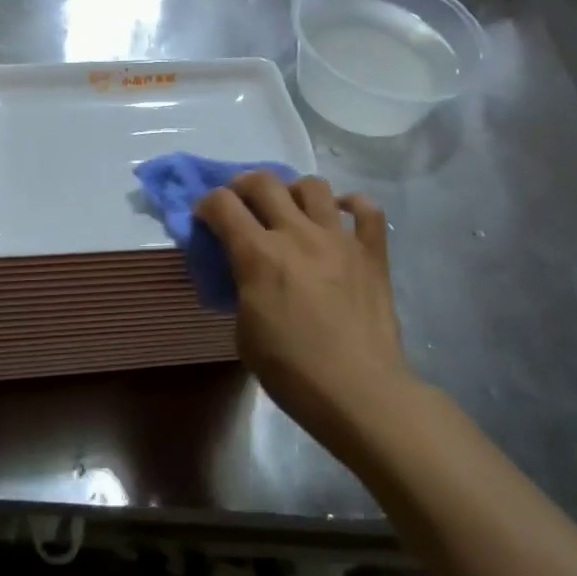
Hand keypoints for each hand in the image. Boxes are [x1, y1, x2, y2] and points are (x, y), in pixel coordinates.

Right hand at [196, 172, 409, 446]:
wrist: (360, 393)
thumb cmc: (292, 371)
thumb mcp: (244, 332)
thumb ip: (241, 289)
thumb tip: (244, 273)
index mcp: (259, 255)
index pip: (222, 204)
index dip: (206, 204)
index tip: (205, 217)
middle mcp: (297, 234)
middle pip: (264, 182)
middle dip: (243, 185)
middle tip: (241, 203)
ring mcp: (339, 239)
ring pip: (313, 186)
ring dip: (293, 190)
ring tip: (289, 209)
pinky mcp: (372, 253)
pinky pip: (366, 210)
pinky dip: (351, 205)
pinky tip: (339, 215)